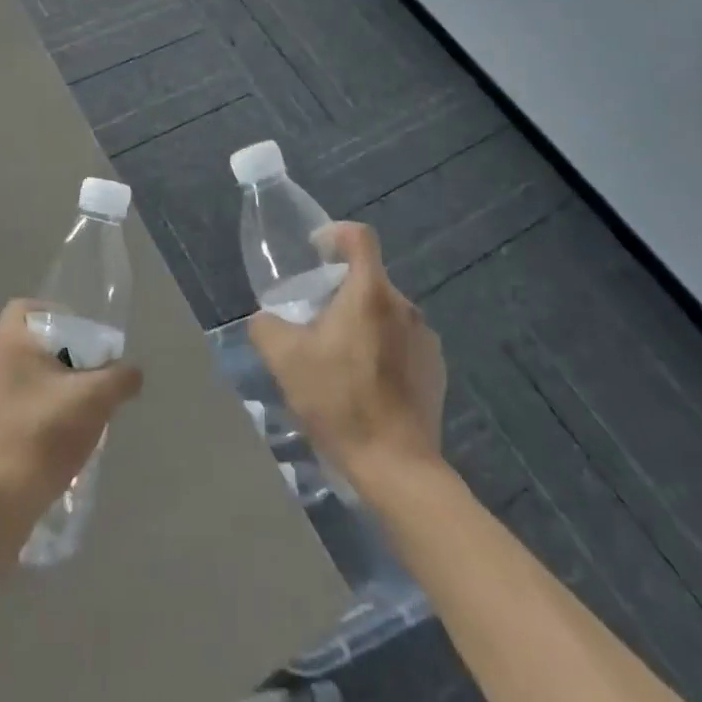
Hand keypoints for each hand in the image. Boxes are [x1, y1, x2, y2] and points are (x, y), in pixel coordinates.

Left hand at [0, 300, 142, 558]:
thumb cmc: (44, 432)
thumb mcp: (96, 398)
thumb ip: (120, 377)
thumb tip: (132, 372)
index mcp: (6, 343)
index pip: (25, 308)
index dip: (55, 315)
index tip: (80, 339)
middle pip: (24, 348)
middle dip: (56, 361)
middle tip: (84, 381)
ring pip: (14, 385)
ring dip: (42, 395)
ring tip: (70, 418)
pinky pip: (3, 419)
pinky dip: (26, 425)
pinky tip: (47, 449)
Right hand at [250, 221, 445, 484]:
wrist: (398, 468)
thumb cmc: (340, 402)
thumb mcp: (285, 360)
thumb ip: (267, 327)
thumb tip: (265, 318)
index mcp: (370, 293)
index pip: (360, 237)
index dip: (336, 233)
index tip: (316, 251)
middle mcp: (403, 306)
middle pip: (369, 279)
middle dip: (341, 291)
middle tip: (315, 319)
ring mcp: (425, 339)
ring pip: (385, 312)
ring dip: (362, 322)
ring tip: (339, 357)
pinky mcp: (436, 370)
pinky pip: (402, 342)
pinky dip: (382, 348)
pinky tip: (365, 384)